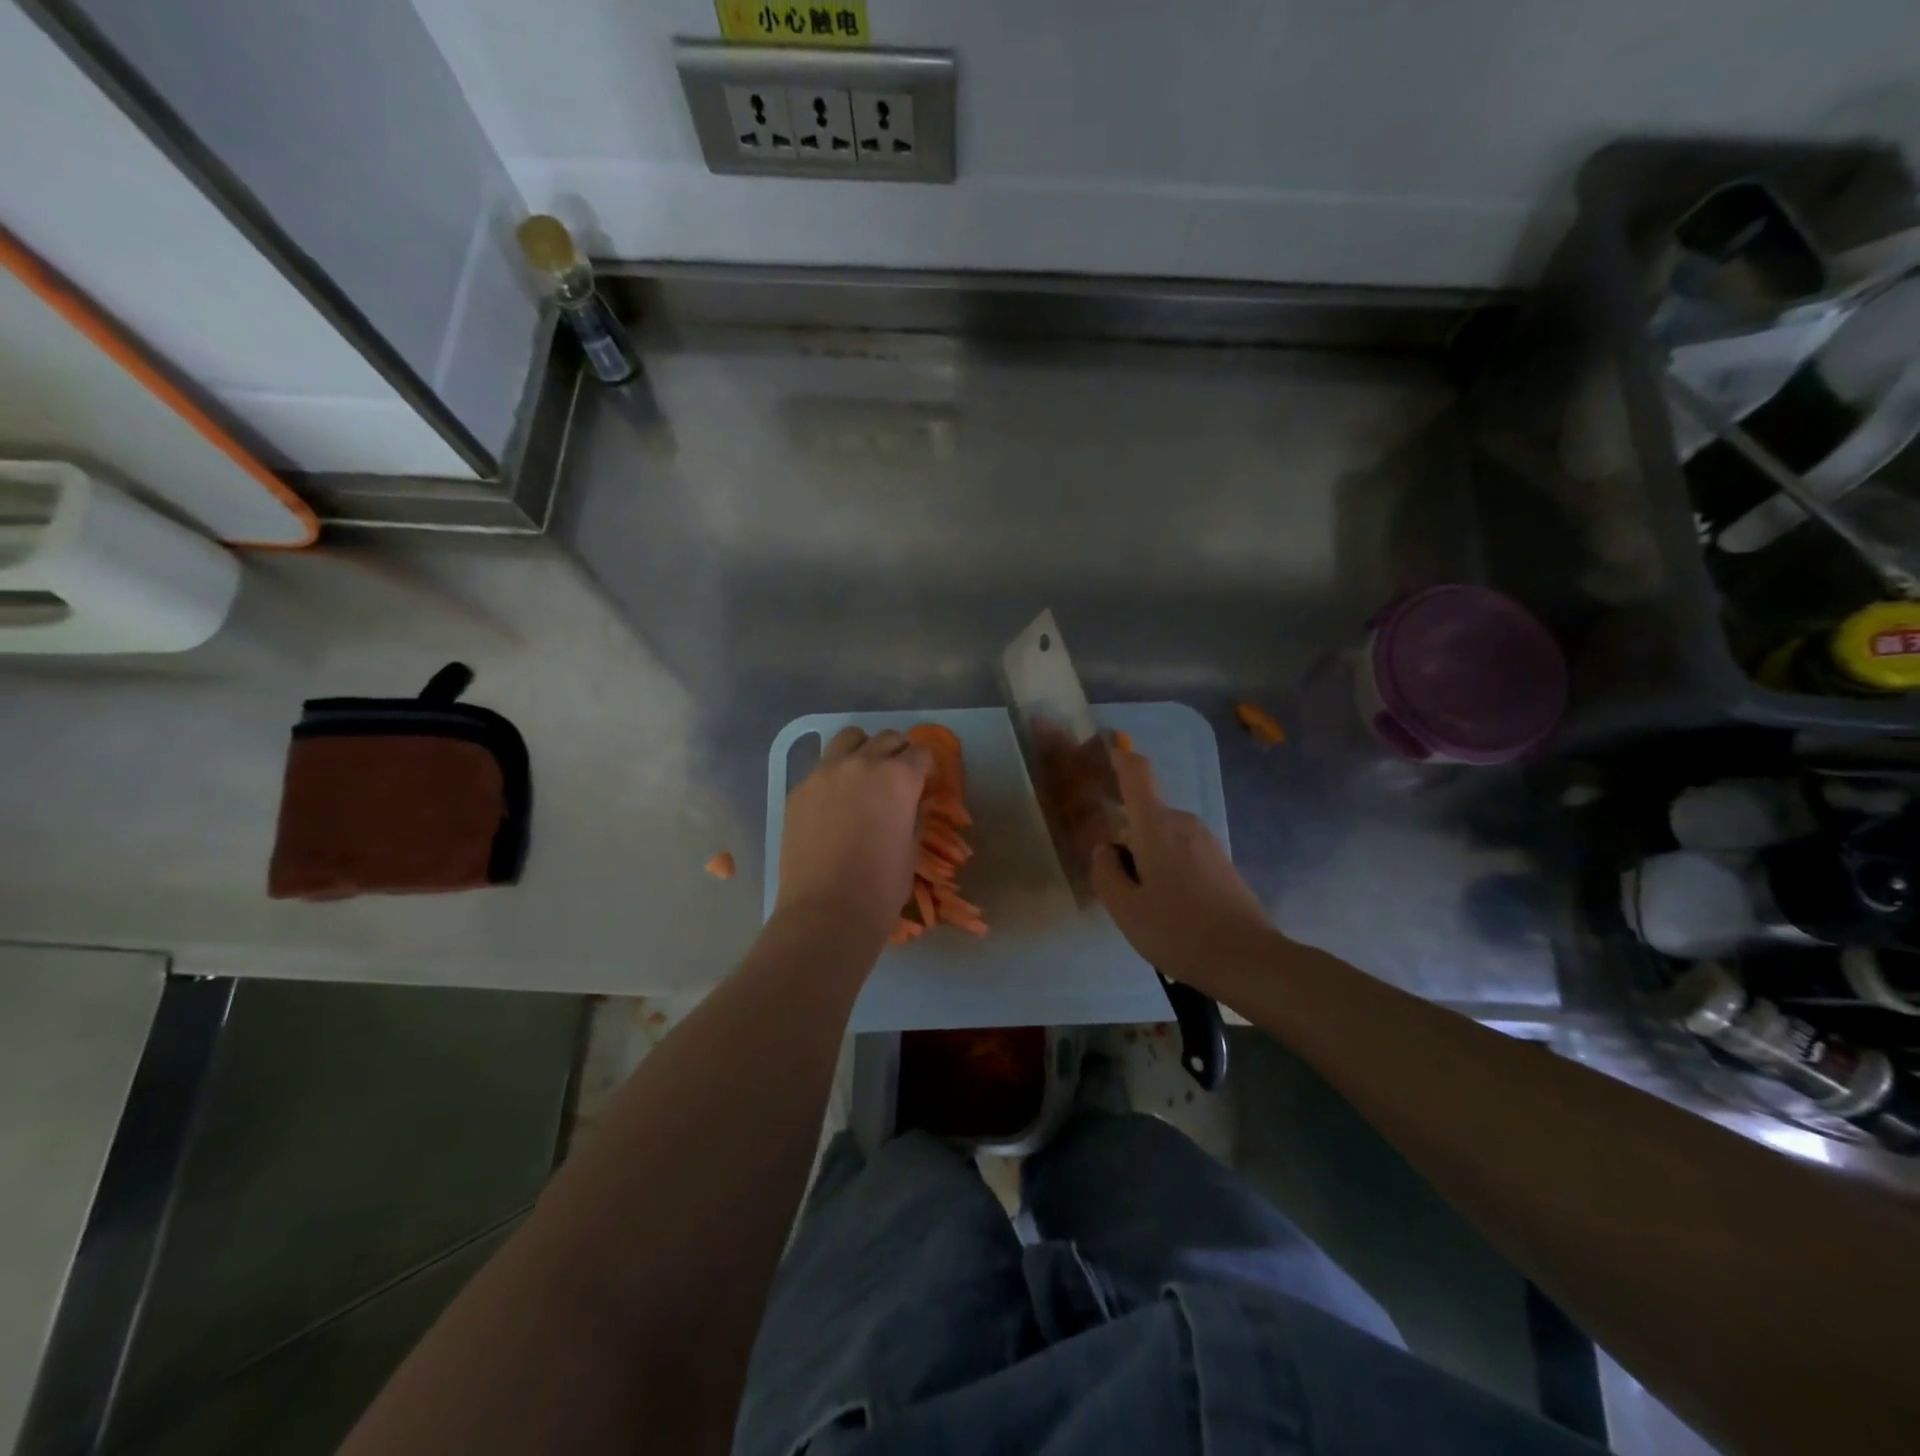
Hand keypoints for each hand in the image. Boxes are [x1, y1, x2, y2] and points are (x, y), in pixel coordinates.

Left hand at [774, 727, 931, 949]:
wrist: (826, 912)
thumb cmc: (881, 888)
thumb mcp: (911, 850)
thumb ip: (917, 815)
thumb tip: (918, 800)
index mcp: (899, 778)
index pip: (921, 753)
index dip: (926, 768)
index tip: (924, 783)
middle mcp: (863, 763)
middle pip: (887, 738)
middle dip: (897, 753)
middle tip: (897, 779)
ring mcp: (826, 772)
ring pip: (850, 738)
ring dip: (863, 750)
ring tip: (864, 776)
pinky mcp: (799, 789)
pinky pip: (822, 766)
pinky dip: (835, 774)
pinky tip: (835, 802)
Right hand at [1090, 745, 1279, 990]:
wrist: (1250, 960)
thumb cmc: (1179, 931)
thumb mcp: (1126, 910)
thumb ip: (1106, 873)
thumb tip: (1105, 851)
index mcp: (1157, 826)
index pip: (1137, 773)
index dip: (1119, 758)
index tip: (1103, 756)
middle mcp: (1184, 824)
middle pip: (1147, 811)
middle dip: (1126, 830)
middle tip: (1109, 868)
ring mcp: (1207, 842)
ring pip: (1164, 835)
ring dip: (1147, 854)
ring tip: (1138, 899)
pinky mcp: (1222, 863)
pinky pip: (1182, 852)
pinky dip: (1167, 866)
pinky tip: (1167, 906)